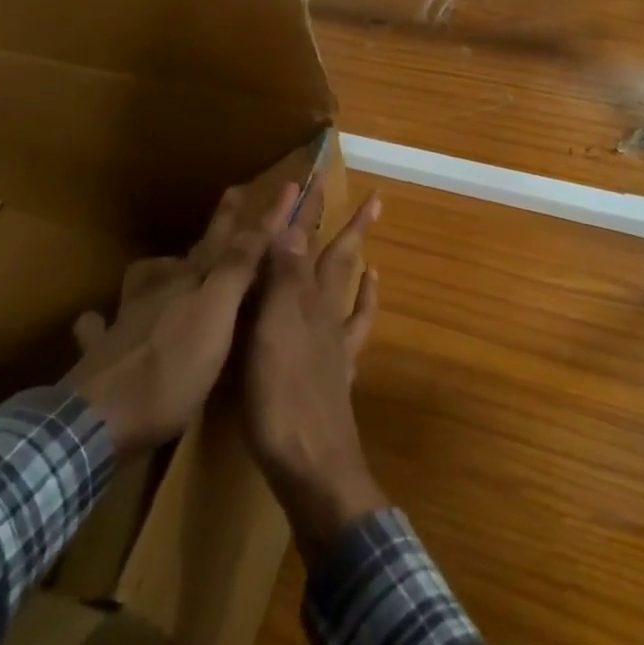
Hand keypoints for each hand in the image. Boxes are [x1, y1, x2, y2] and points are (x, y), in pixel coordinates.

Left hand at [68, 183, 296, 453]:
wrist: (97, 418)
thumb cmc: (170, 370)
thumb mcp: (215, 317)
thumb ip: (235, 271)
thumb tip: (259, 224)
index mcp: (190, 282)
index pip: (231, 241)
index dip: (260, 218)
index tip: (285, 186)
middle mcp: (158, 292)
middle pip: (191, 253)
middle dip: (218, 227)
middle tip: (233, 195)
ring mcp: (125, 321)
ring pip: (142, 282)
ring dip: (157, 269)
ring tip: (165, 266)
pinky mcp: (101, 354)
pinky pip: (99, 329)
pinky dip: (101, 322)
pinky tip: (98, 322)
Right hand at [242, 184, 385, 563]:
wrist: (312, 466)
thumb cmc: (280, 397)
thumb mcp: (270, 331)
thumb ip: (281, 278)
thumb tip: (290, 223)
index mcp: (303, 300)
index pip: (308, 244)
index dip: (311, 212)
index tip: (317, 178)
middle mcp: (324, 314)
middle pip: (339, 262)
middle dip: (349, 229)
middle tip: (373, 201)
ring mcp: (335, 345)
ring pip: (350, 294)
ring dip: (359, 265)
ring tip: (370, 247)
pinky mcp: (336, 375)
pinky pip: (354, 334)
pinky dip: (362, 311)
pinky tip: (362, 306)